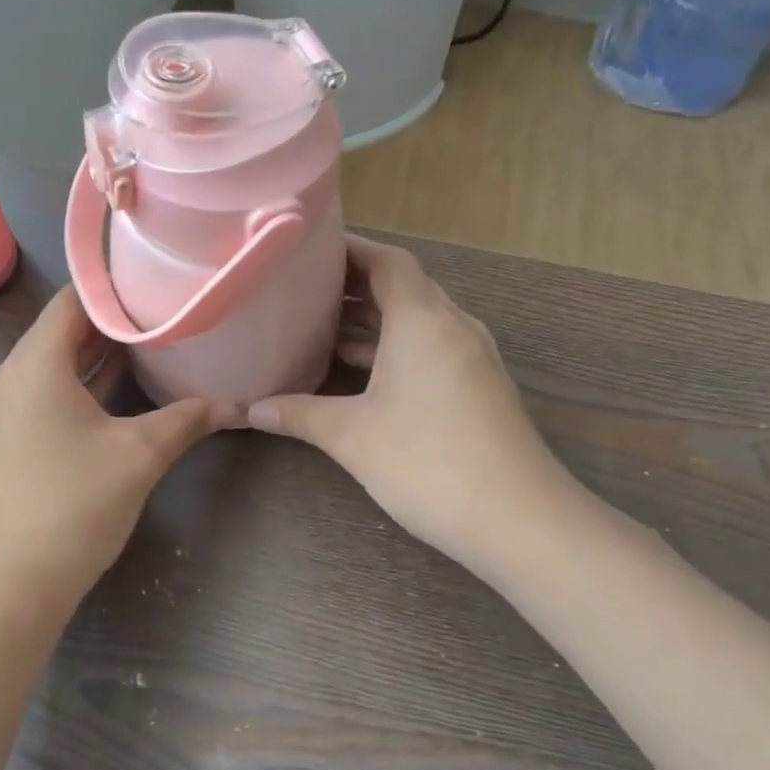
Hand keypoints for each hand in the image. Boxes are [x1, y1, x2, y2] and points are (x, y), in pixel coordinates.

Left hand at [0, 287, 235, 626]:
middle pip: (63, 332)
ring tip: (153, 345)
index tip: (158, 281)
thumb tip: (234, 404)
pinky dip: (82, 387)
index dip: (115, 287)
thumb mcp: (138, 457)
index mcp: (33, 365)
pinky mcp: (6, 442)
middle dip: (114, 324)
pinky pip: (47, 396)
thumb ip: (185, 420)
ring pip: (55, 367)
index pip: (73, 301)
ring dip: (99, 358)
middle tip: (166, 312)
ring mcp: (3, 412)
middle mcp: (9, 378)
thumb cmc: (70, 507)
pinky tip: (122, 394)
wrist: (5, 589)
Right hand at [247, 237, 583, 574]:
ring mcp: (472, 358)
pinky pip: (432, 348)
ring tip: (324, 325)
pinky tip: (363, 371)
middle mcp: (453, 327)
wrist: (519, 519)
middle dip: (357, 284)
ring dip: (376, 319)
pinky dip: (396, 348)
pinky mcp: (480, 388)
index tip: (310, 251)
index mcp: (423, 320)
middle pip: (404, 286)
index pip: (389, 261)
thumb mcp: (351, 435)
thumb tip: (250, 410)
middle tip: (306, 289)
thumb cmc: (428, 462)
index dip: (351, 249)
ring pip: (419, 320)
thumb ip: (299, 414)